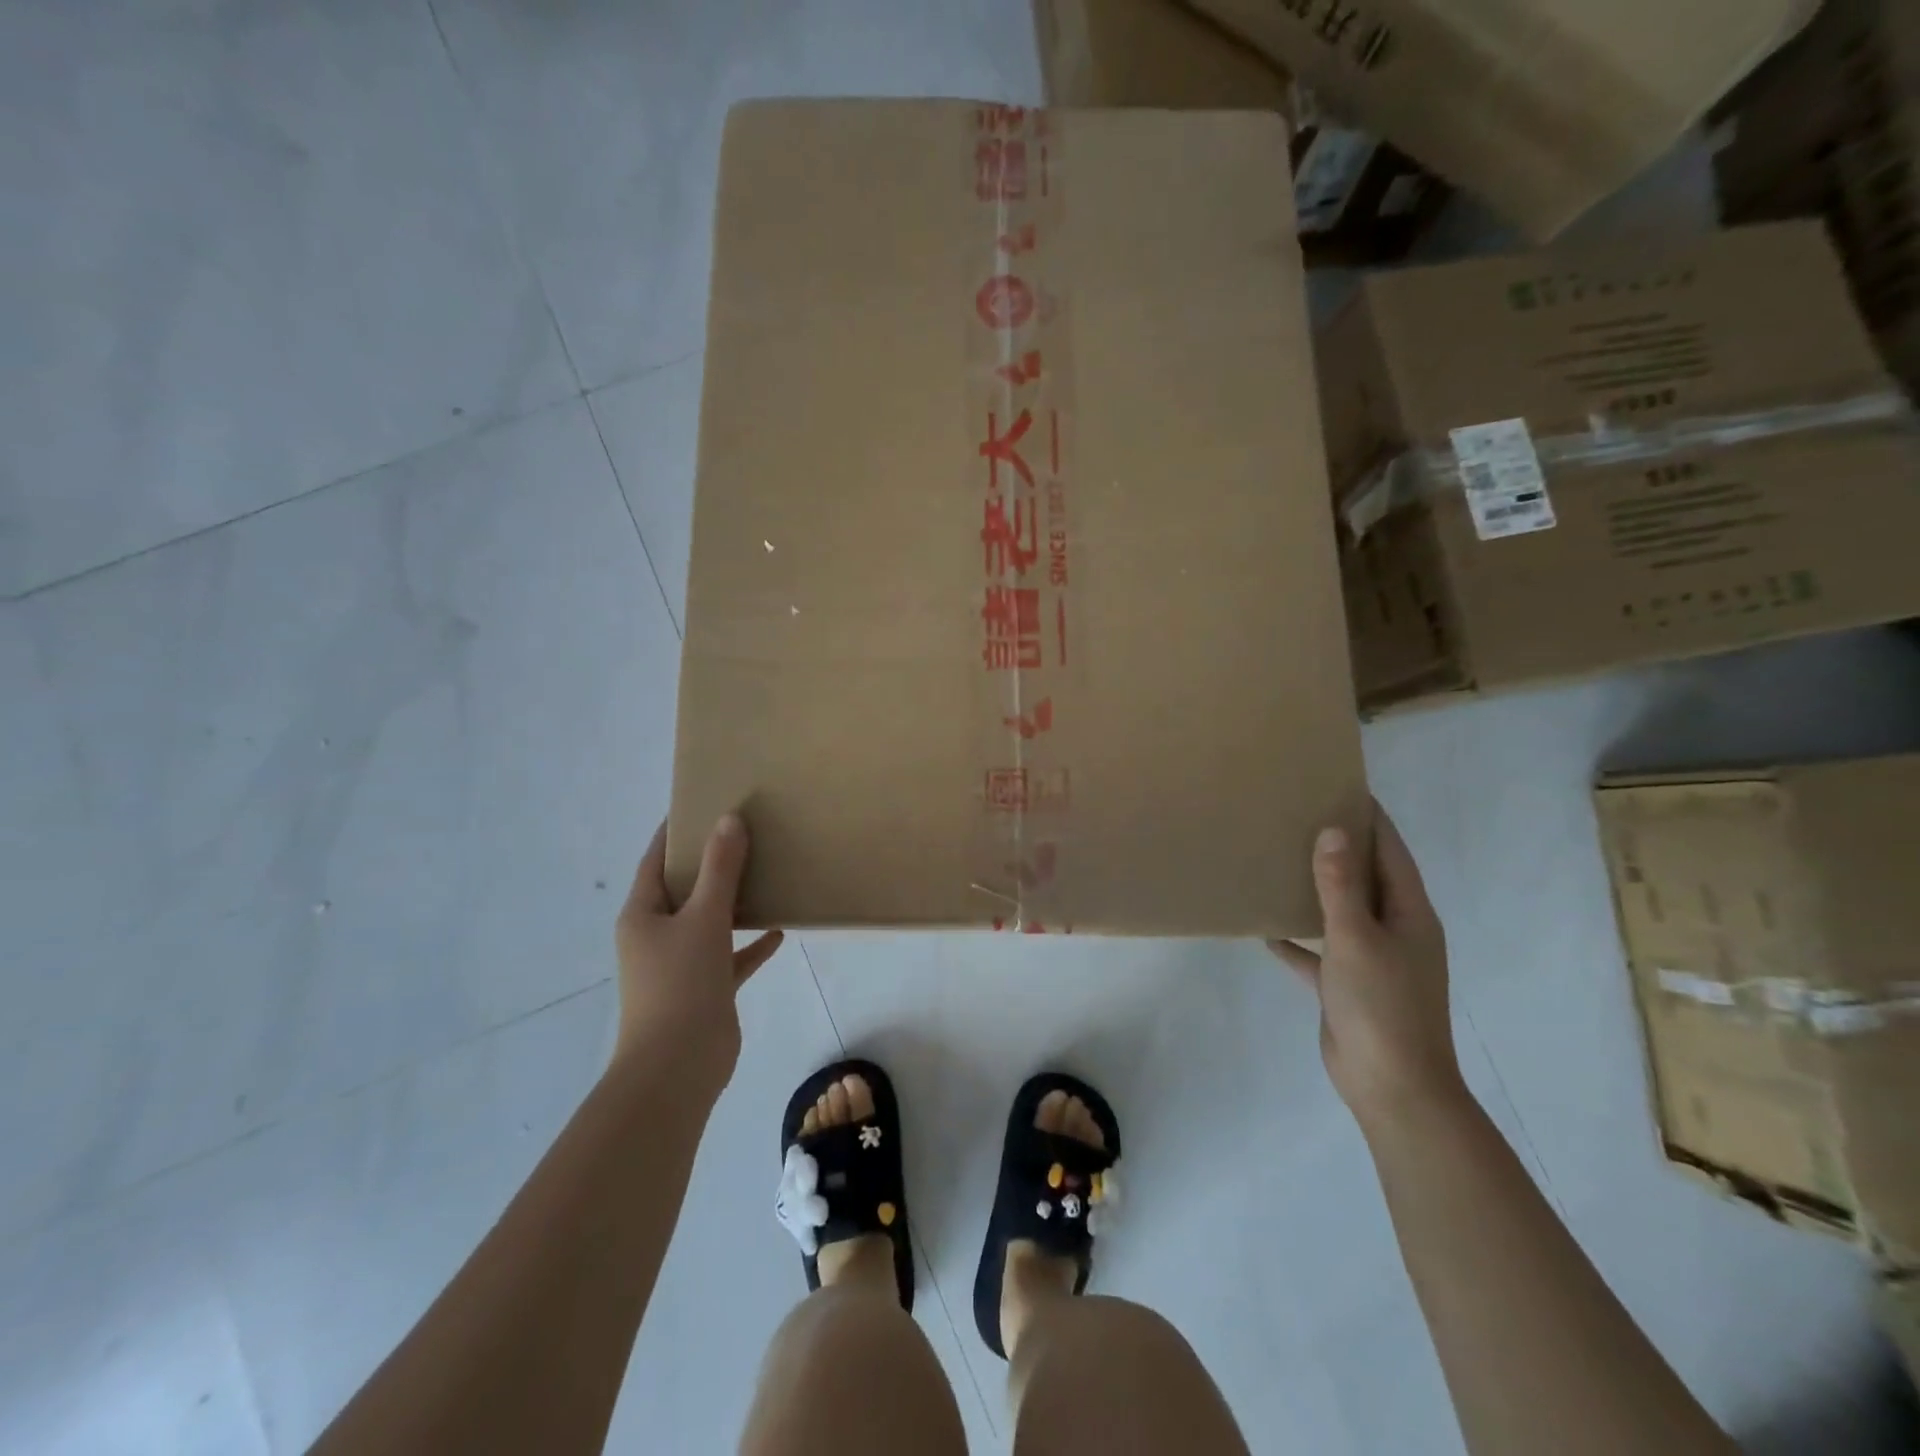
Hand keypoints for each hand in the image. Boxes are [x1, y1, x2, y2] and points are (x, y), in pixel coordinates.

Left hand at [614, 814, 783, 1094]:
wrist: (678, 1066)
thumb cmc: (681, 983)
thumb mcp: (703, 918)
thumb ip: (720, 869)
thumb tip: (729, 819)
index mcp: (643, 914)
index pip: (656, 860)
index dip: (675, 832)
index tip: (702, 803)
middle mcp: (657, 935)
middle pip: (685, 888)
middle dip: (712, 862)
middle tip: (745, 831)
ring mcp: (681, 963)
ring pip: (709, 920)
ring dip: (734, 901)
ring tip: (765, 872)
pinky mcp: (705, 988)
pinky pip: (730, 955)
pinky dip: (751, 943)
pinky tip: (779, 929)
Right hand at [1269, 804, 1463, 1127]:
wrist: (1392, 1086)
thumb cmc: (1381, 1005)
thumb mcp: (1356, 937)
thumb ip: (1341, 885)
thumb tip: (1333, 830)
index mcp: (1409, 914)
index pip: (1390, 852)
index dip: (1370, 819)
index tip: (1341, 787)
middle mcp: (1396, 931)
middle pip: (1367, 878)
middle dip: (1339, 848)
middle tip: (1300, 816)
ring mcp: (1374, 960)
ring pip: (1343, 912)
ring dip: (1317, 890)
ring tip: (1282, 861)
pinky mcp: (1349, 986)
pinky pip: (1321, 952)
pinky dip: (1299, 940)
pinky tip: (1267, 930)